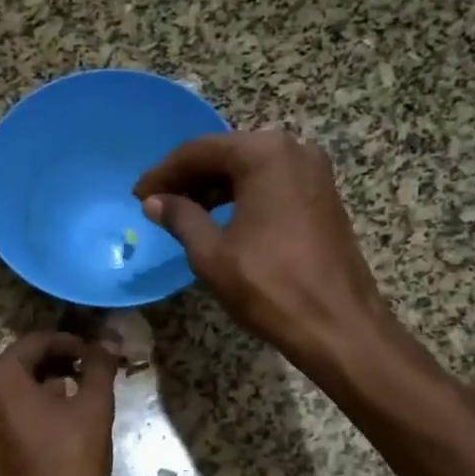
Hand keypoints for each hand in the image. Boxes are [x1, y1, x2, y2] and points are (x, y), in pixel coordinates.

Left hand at [0, 333, 117, 475]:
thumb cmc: (71, 460)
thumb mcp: (93, 408)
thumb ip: (100, 368)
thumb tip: (108, 341)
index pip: (38, 343)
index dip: (72, 343)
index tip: (98, 354)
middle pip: (23, 364)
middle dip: (59, 364)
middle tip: (92, 373)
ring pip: (16, 391)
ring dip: (47, 387)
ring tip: (82, 397)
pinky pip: (10, 416)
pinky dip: (34, 411)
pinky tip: (62, 426)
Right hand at [134, 130, 391, 374]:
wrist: (337, 324)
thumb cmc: (269, 287)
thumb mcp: (212, 254)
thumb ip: (181, 219)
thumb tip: (155, 202)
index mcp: (265, 154)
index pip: (200, 150)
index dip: (164, 173)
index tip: (137, 196)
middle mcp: (294, 151)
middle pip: (227, 155)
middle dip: (189, 178)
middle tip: (156, 204)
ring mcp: (314, 173)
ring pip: (251, 171)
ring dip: (214, 189)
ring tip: (182, 214)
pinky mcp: (323, 198)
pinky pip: (272, 186)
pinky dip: (242, 198)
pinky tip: (221, 221)